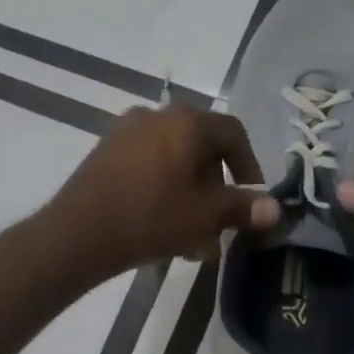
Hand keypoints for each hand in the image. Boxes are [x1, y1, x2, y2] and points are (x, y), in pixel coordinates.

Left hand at [43, 106, 280, 277]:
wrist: (77, 233)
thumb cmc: (150, 218)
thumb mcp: (203, 216)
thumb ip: (242, 208)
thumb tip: (276, 209)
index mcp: (187, 122)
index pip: (232, 133)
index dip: (248, 165)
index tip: (251, 198)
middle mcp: (158, 115)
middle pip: (202, 147)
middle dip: (216, 188)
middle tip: (219, 224)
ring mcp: (127, 130)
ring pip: (175, 160)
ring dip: (191, 194)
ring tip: (192, 238)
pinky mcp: (106, 150)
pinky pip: (149, 163)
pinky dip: (164, 188)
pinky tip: (163, 226)